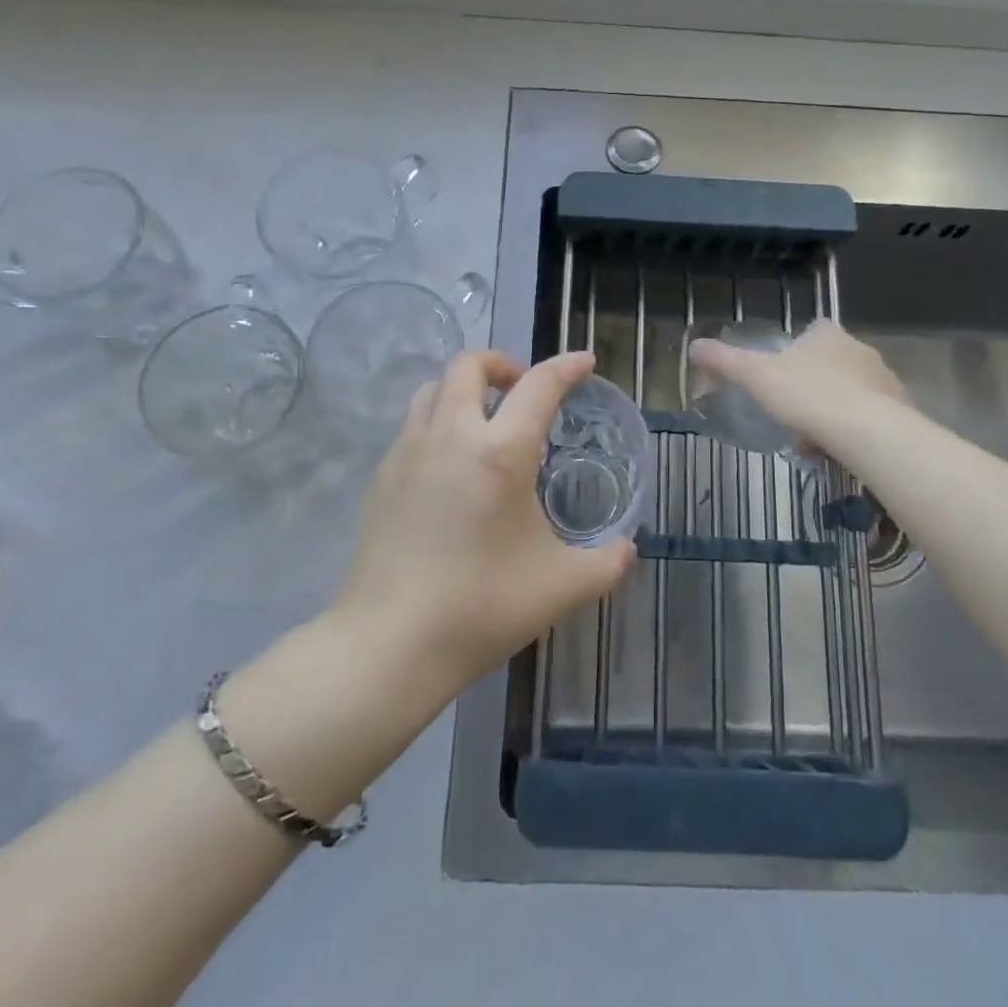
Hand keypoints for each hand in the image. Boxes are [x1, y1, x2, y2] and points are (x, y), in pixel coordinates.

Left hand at [335, 349, 636, 695]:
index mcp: (501, 452)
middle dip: (502, 364)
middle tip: (523, 392)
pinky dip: (439, 423)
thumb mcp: (563, 587)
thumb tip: (626, 547)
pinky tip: (451, 468)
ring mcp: (408, 452)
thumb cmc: (483, 607)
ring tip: (485, 423)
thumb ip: (607, 562)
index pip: (539, 385)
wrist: (389, 644)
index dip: (566, 367)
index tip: (584, 362)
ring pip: (433, 389)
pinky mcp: (381, 476)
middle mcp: (451, 435)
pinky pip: (414, 426)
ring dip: (464, 389)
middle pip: (470, 364)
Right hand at [687, 320, 909, 459]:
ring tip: (814, 441)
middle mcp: (860, 349)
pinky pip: (870, 417)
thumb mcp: (757, 378)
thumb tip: (694, 346)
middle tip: (793, 416)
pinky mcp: (901, 410)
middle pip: (831, 364)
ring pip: (851, 392)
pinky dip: (854, 431)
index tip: (783, 376)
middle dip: (812, 388)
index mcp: (827, 335)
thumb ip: (726, 362)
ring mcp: (884, 379)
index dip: (796, 351)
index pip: (813, 331)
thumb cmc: (809, 396)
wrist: (870, 433)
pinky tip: (839, 452)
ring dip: (833, 411)